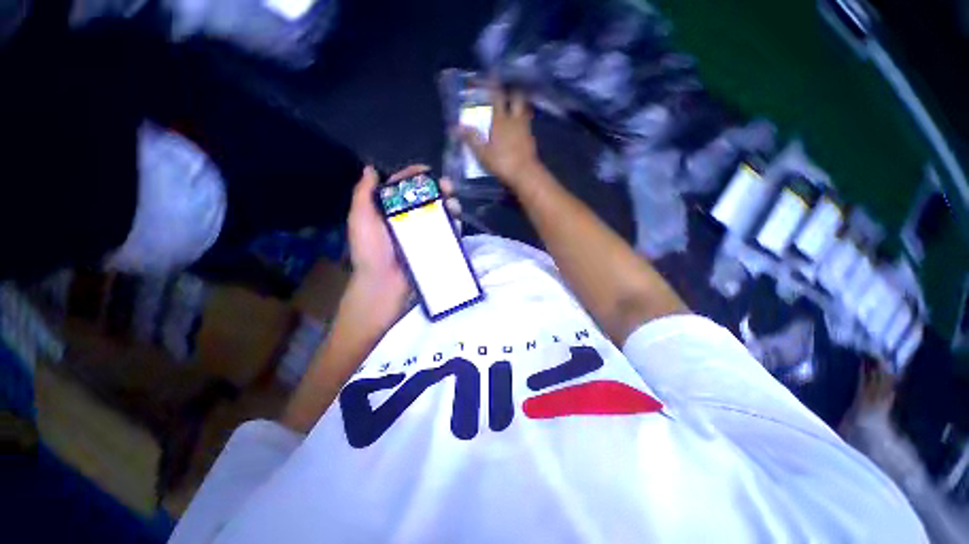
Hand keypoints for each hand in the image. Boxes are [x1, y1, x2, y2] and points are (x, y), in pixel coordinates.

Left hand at [346, 165, 461, 321]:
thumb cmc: (371, 251)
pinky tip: (456, 218)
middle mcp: (406, 218)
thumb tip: (370, 169)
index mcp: (388, 209)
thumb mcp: (361, 220)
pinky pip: (445, 230)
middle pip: (425, 197)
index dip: (413, 175)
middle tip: (447, 187)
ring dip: (448, 203)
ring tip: (453, 204)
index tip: (426, 170)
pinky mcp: (433, 244)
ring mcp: (421, 232)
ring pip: (438, 212)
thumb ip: (364, 194)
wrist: (384, 283)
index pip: (402, 186)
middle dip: (437, 188)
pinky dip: (453, 222)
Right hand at [459, 87, 541, 189]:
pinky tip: (520, 127)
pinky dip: (524, 121)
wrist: (525, 173)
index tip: (491, 75)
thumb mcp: (482, 153)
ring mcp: (525, 128)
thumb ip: (471, 138)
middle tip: (507, 90)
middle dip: (512, 91)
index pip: (497, 96)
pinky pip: (528, 124)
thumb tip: (455, 127)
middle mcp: (514, 119)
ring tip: (514, 106)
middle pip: (517, 97)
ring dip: (520, 105)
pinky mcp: (531, 139)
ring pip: (524, 109)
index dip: (493, 84)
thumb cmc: (501, 162)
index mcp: (500, 120)